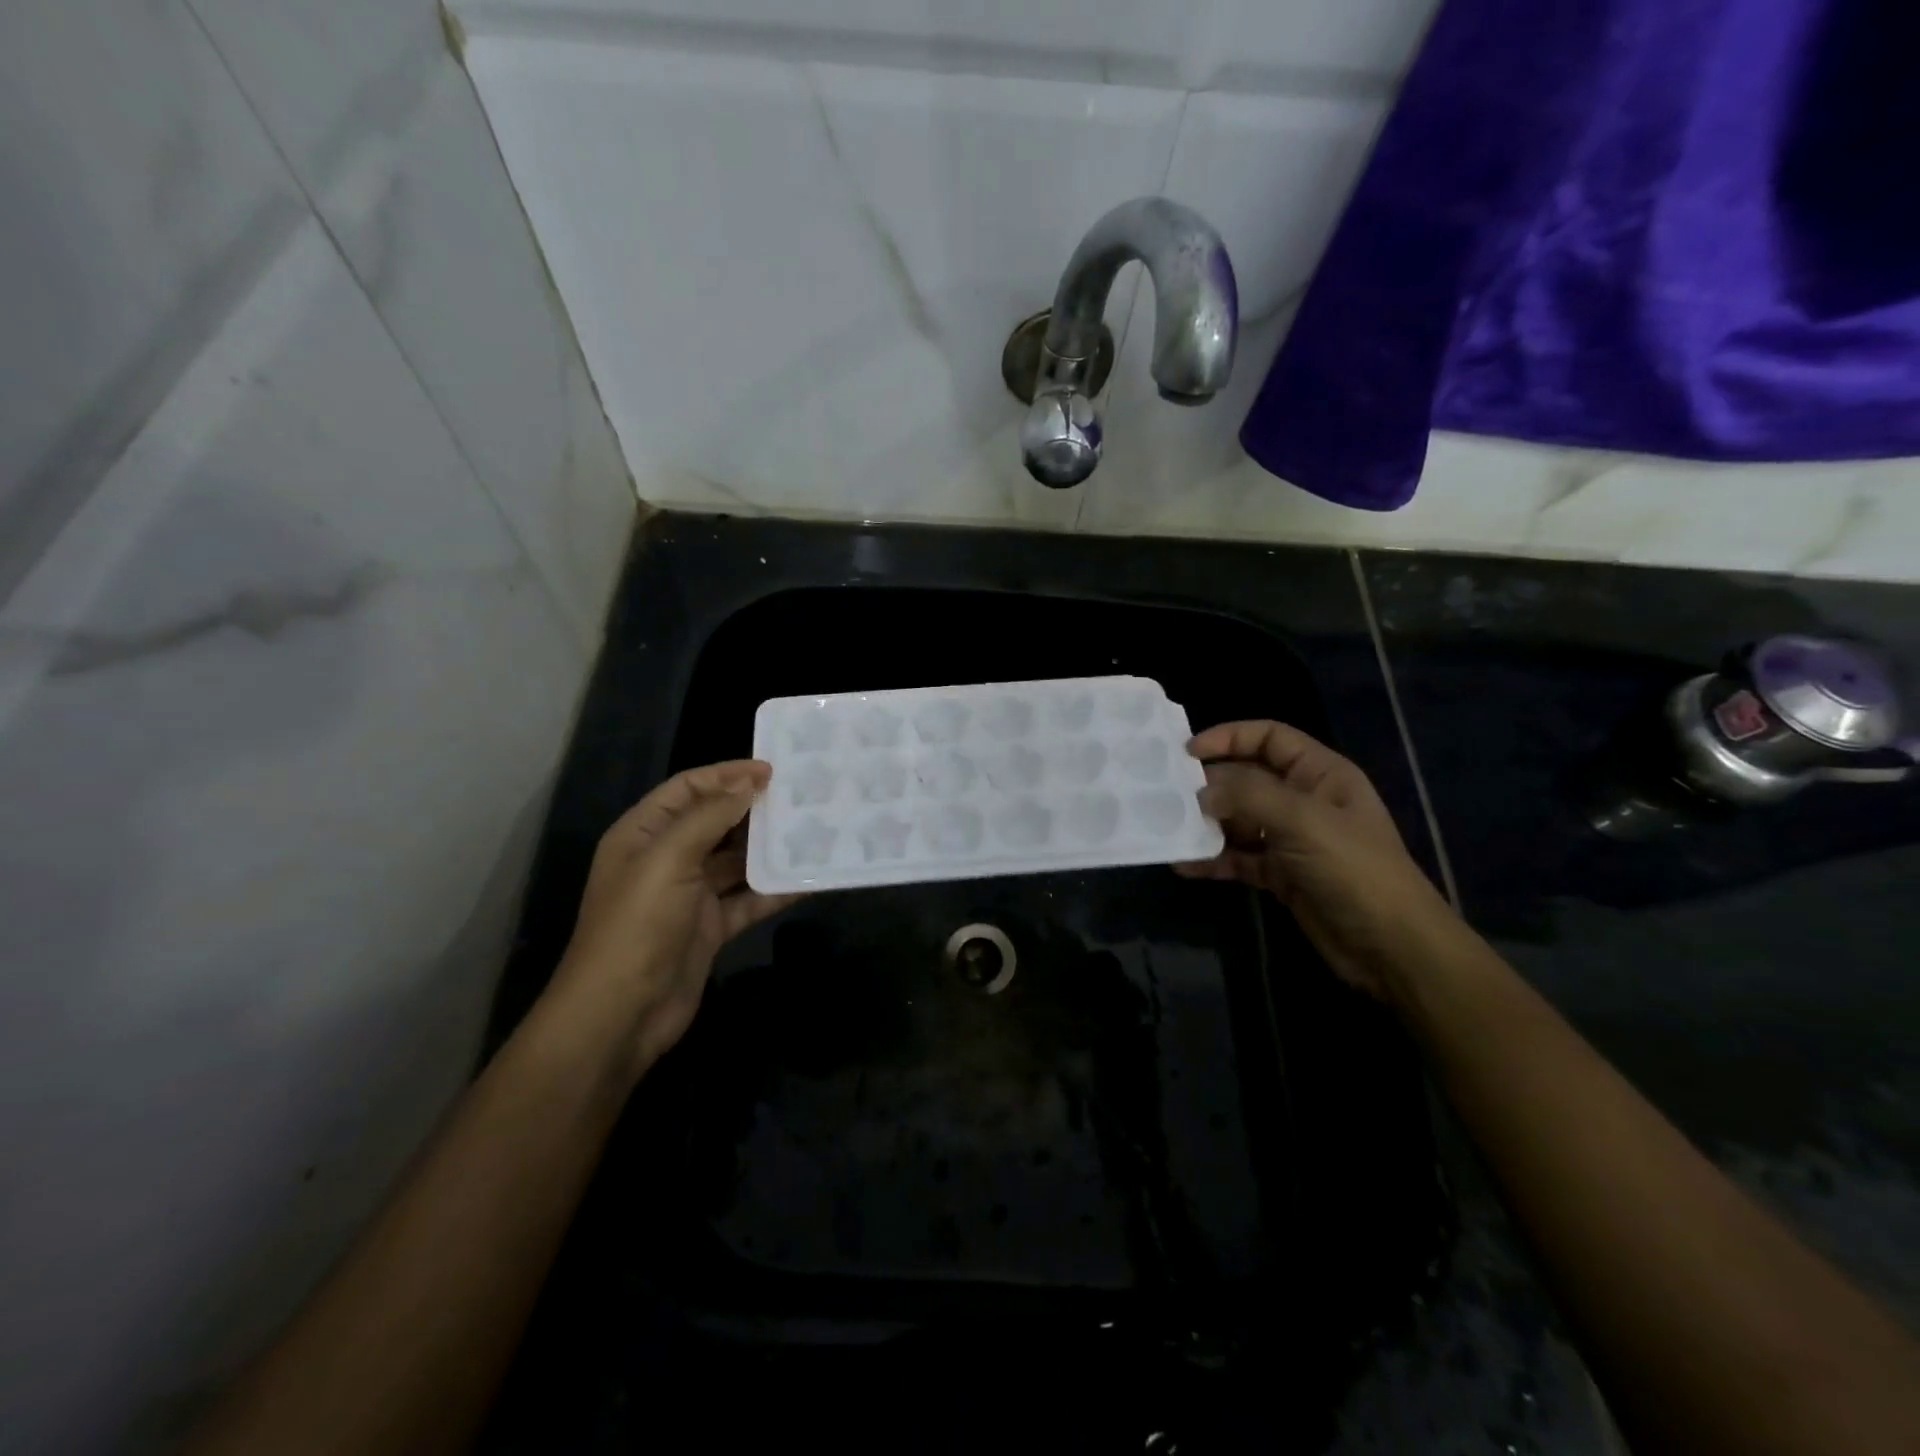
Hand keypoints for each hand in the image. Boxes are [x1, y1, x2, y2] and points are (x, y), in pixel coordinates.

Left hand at [550, 760, 799, 1080]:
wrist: (621, 1013)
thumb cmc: (638, 925)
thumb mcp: (668, 859)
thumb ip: (710, 816)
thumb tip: (749, 782)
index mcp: (644, 834)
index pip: (688, 789)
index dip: (727, 775)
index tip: (772, 770)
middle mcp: (666, 859)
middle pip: (716, 821)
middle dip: (754, 809)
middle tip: (801, 797)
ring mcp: (690, 895)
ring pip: (736, 861)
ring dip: (769, 849)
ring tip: (812, 831)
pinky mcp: (711, 927)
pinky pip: (748, 900)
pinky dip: (775, 890)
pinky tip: (808, 879)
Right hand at [1177, 721, 1453, 1000]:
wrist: (1392, 948)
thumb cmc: (1354, 870)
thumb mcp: (1303, 821)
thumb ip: (1248, 796)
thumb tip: (1200, 792)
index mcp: (1320, 774)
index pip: (1269, 738)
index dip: (1229, 737)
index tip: (1187, 752)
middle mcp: (1304, 801)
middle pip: (1247, 779)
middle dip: (1210, 786)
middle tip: (1168, 796)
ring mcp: (1292, 840)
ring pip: (1239, 820)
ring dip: (1207, 825)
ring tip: (1170, 829)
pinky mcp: (1281, 875)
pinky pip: (1239, 858)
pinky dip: (1214, 860)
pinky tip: (1185, 865)